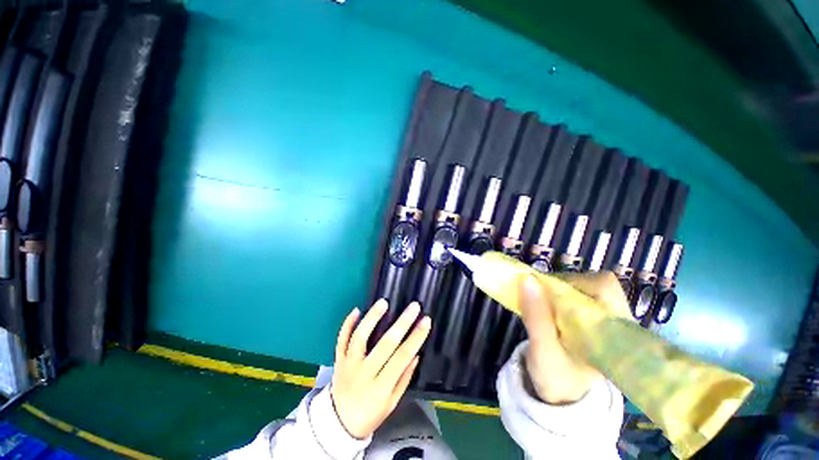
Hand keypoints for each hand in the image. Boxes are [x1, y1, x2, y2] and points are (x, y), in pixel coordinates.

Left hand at [330, 300, 430, 438]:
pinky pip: (341, 339)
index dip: (415, 338)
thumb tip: (416, 353)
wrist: (339, 424)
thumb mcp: (392, 402)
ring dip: (372, 318)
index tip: (426, 321)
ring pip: (360, 337)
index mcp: (380, 387)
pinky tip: (357, 310)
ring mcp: (348, 364)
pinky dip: (347, 324)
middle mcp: (364, 373)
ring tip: (384, 302)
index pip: (402, 357)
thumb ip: (404, 378)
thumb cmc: (371, 413)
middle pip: (385, 344)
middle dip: (402, 323)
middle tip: (414, 307)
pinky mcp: (338, 359)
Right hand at [518, 272, 628, 403]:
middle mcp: (615, 322)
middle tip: (541, 293)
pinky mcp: (591, 319)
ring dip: (559, 288)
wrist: (560, 395)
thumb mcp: (542, 349)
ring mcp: (604, 320)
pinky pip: (577, 295)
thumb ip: (536, 316)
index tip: (547, 288)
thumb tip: (527, 278)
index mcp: (613, 332)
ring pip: (586, 287)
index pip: (606, 288)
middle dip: (565, 284)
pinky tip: (545, 305)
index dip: (576, 282)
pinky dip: (558, 294)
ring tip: (540, 301)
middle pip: (597, 284)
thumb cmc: (555, 377)